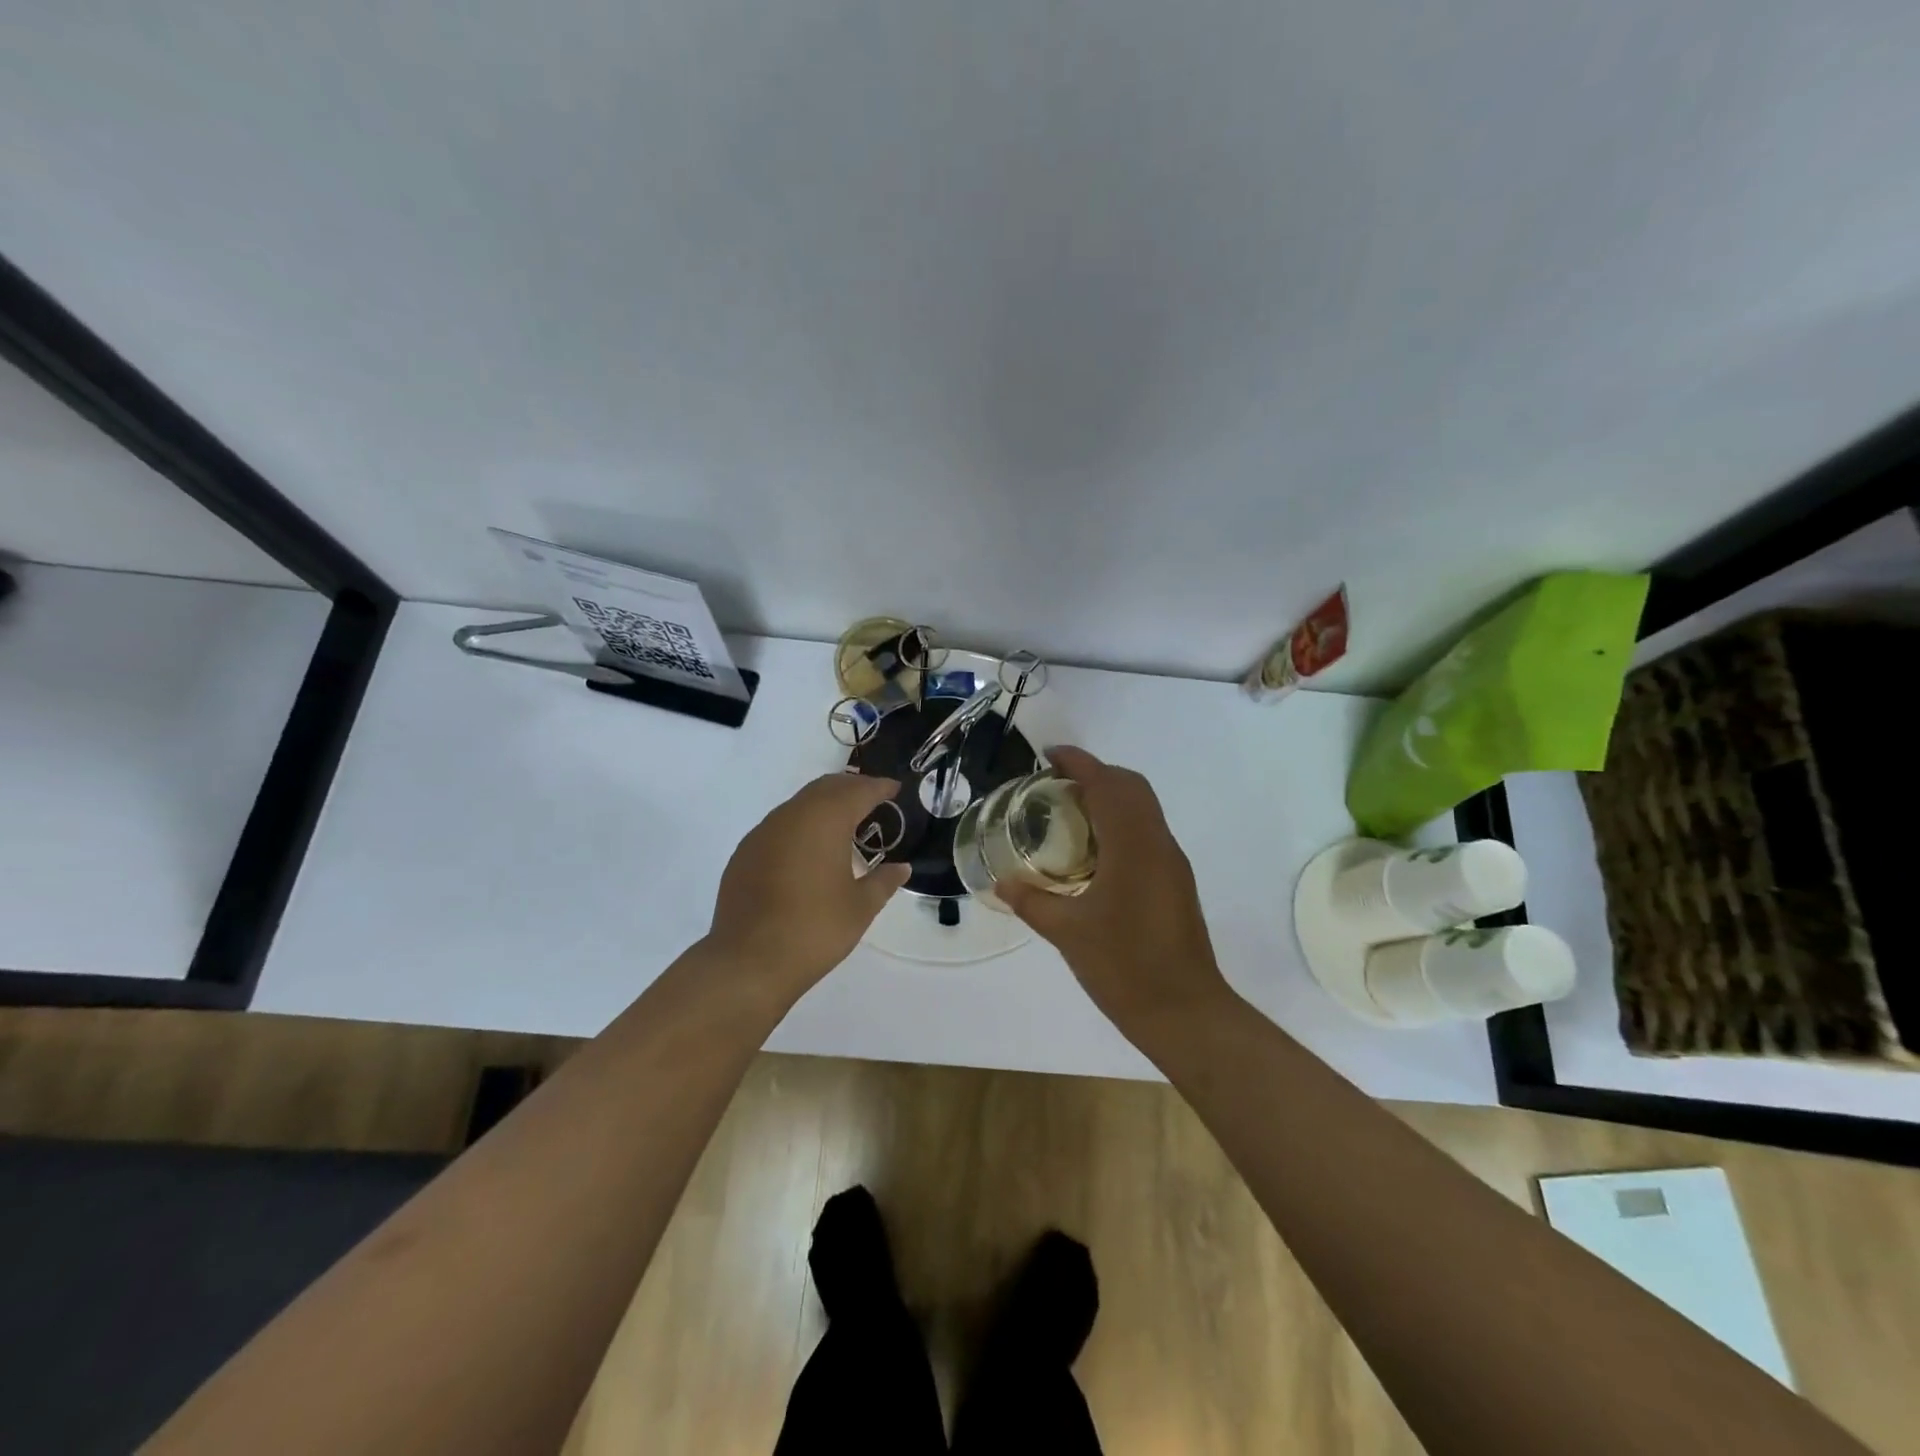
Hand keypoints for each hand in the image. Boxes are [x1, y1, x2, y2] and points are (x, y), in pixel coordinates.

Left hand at [704, 774, 910, 996]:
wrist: (748, 962)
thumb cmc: (815, 929)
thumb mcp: (861, 907)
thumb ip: (884, 881)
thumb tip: (902, 868)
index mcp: (825, 821)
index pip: (858, 791)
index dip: (879, 787)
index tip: (895, 789)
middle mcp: (792, 816)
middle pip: (826, 788)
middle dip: (851, 788)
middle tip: (873, 800)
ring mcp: (763, 832)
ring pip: (800, 804)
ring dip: (824, 805)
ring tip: (845, 823)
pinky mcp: (745, 853)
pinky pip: (779, 825)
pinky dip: (801, 825)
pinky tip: (809, 849)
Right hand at [998, 747, 1235, 1034]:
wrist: (1184, 1012)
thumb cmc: (1124, 967)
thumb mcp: (1067, 933)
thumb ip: (1032, 902)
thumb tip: (1001, 882)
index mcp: (1133, 846)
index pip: (1107, 784)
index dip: (1079, 762)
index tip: (1049, 755)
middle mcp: (1158, 844)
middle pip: (1131, 787)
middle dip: (1096, 774)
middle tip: (1055, 783)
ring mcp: (1171, 863)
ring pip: (1144, 808)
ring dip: (1111, 797)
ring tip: (1069, 812)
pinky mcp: (1175, 882)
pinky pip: (1147, 832)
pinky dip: (1120, 822)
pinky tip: (1093, 851)